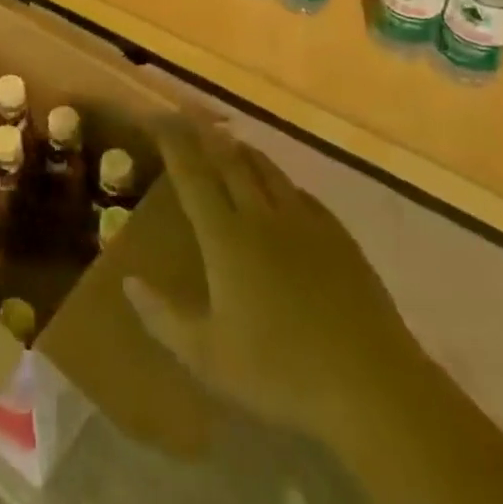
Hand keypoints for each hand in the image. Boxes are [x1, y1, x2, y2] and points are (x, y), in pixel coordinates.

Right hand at [123, 125, 423, 442]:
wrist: (374, 388)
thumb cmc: (281, 373)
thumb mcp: (208, 357)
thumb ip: (163, 317)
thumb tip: (128, 281)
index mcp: (226, 238)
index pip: (193, 175)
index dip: (174, 143)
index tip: (158, 118)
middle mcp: (262, 217)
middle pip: (230, 162)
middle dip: (205, 135)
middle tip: (189, 115)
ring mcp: (306, 225)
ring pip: (268, 171)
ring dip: (243, 152)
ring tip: (229, 140)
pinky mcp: (340, 239)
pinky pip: (302, 194)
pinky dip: (282, 181)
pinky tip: (283, 189)